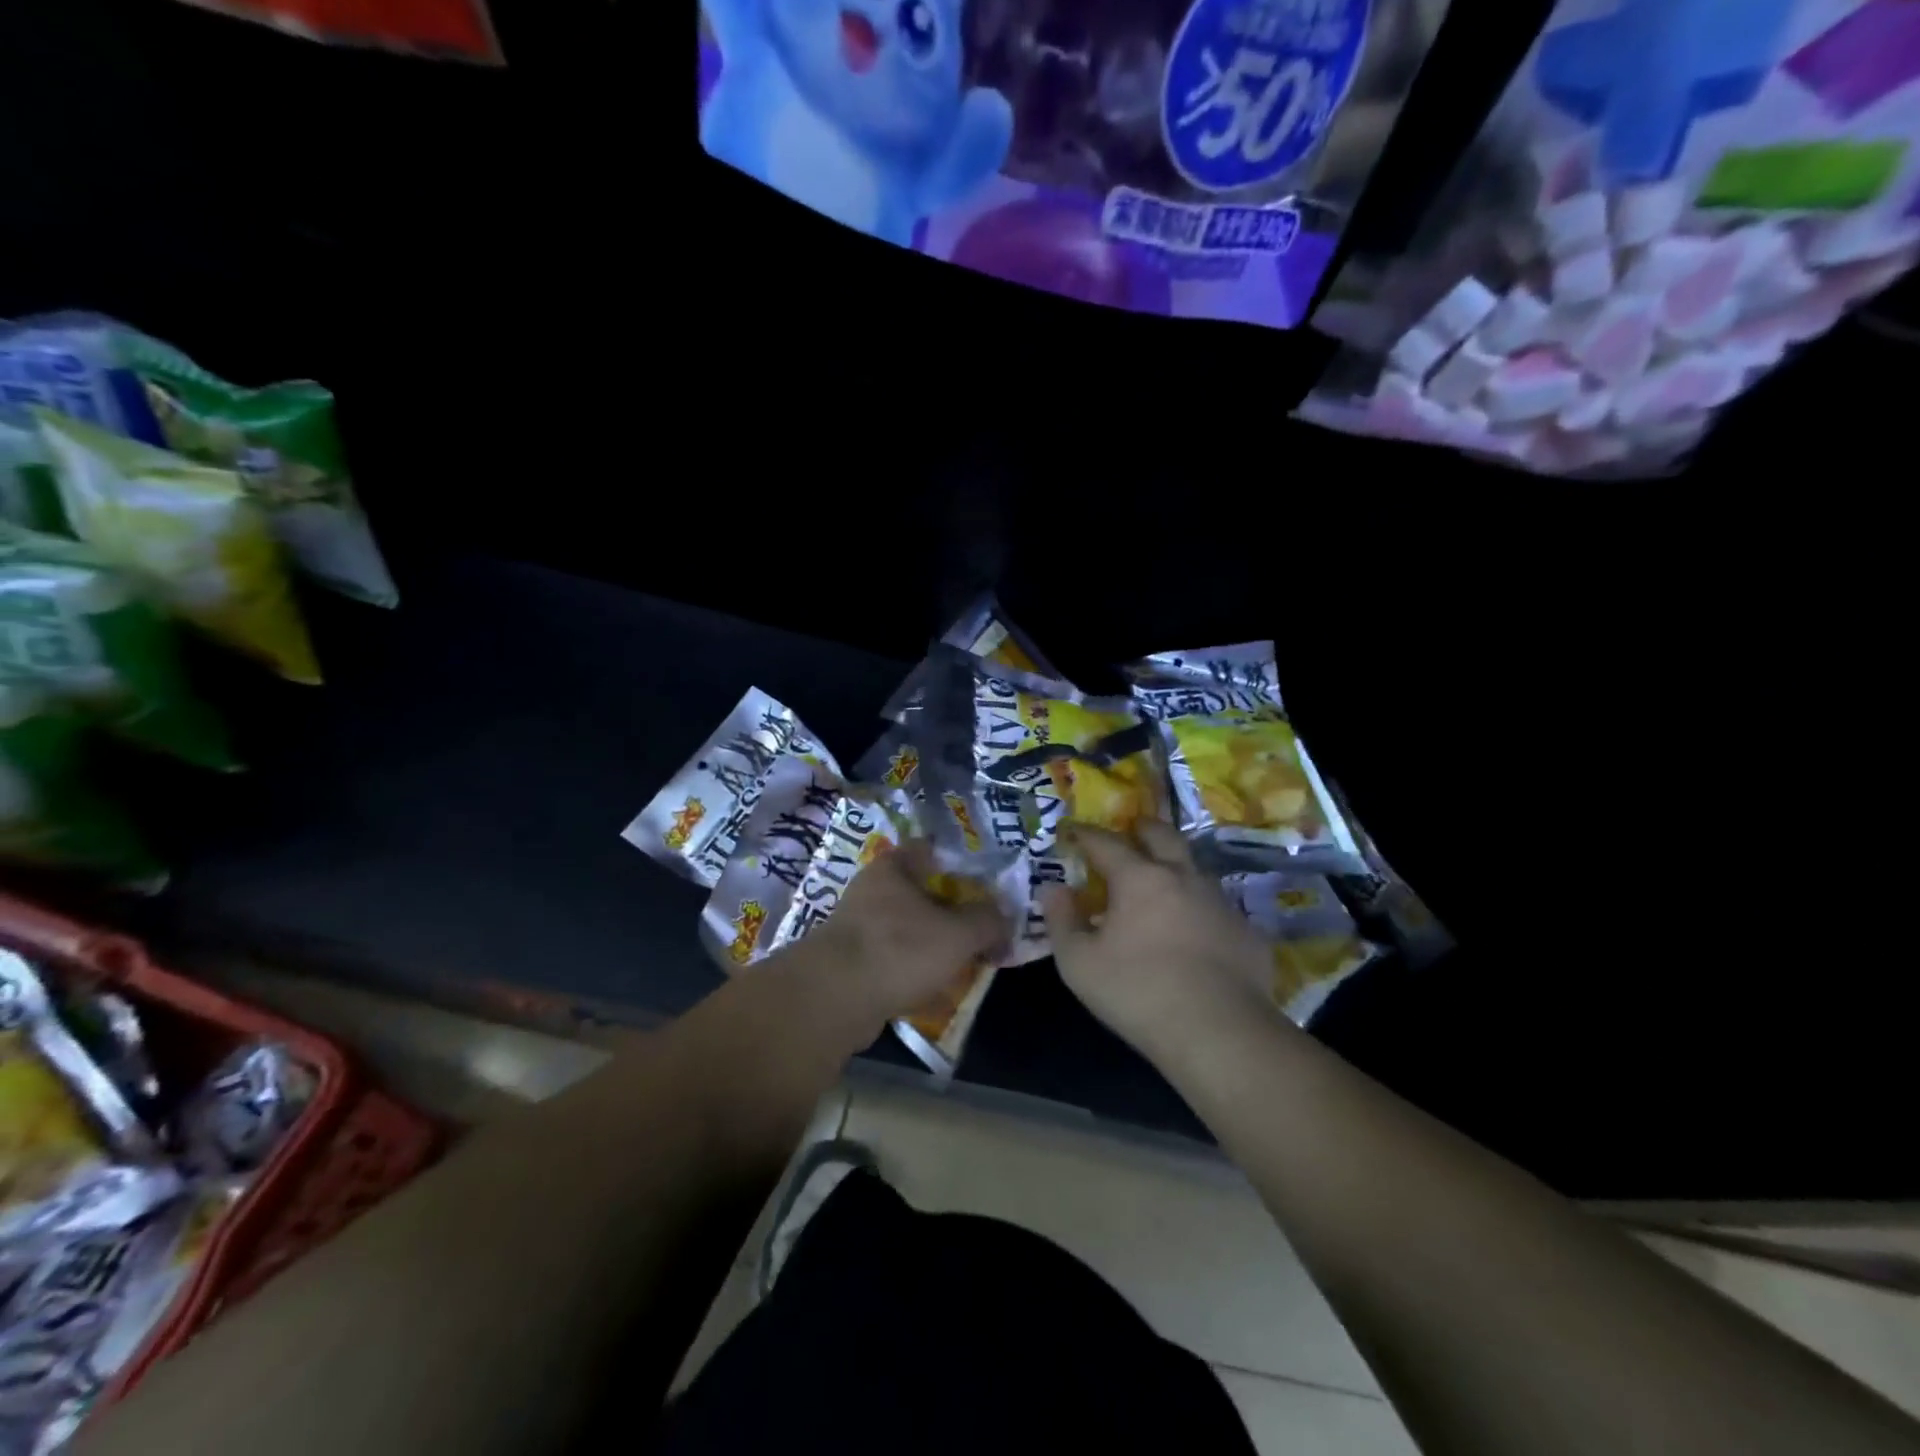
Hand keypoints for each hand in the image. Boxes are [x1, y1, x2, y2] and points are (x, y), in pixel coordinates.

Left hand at [787, 839, 1009, 1035]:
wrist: (833, 1000)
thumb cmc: (899, 950)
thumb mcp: (958, 934)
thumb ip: (988, 922)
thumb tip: (1005, 921)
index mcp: (894, 866)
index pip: (933, 849)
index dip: (963, 864)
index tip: (988, 885)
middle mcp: (872, 889)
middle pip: (923, 891)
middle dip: (952, 911)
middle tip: (982, 930)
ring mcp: (858, 926)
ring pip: (908, 927)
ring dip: (933, 943)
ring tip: (964, 963)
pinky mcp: (851, 961)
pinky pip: (893, 959)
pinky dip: (913, 970)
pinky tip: (933, 989)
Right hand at [1040, 822, 1277, 1065]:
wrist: (1220, 1033)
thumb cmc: (1137, 992)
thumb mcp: (1079, 963)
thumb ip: (1061, 920)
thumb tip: (1053, 888)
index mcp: (1139, 878)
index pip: (1107, 842)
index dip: (1086, 834)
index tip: (1073, 831)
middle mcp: (1183, 877)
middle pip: (1163, 836)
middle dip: (1143, 828)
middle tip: (1132, 829)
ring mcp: (1221, 902)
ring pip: (1195, 868)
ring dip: (1175, 865)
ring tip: (1162, 880)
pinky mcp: (1247, 932)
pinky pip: (1217, 907)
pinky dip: (1199, 907)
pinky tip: (1195, 930)